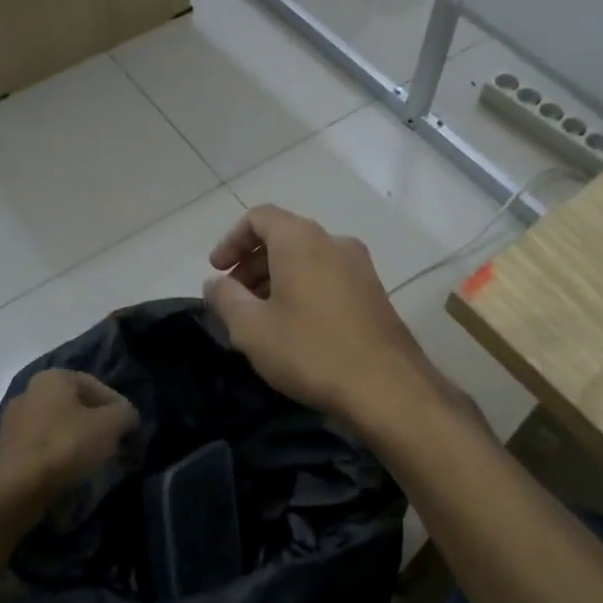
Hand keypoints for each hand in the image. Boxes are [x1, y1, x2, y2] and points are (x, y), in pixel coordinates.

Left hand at [0, 369, 138, 507]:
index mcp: (53, 378)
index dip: (119, 407)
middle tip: (118, 446)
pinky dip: (62, 457)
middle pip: (78, 407)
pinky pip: (45, 448)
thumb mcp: (110, 425)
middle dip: (101, 426)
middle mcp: (30, 392)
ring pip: (62, 428)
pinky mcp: (8, 450)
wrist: (13, 489)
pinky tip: (73, 473)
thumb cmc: (65, 446)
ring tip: (99, 463)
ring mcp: (15, 422)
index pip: (98, 386)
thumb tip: (128, 417)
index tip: (131, 430)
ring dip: (82, 442)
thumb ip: (126, 414)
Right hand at [203, 205, 458, 427]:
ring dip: (278, 279)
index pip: (259, 217)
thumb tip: (215, 282)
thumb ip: (225, 298)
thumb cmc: (310, 350)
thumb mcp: (252, 328)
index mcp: (301, 240)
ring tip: (262, 317)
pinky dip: (304, 289)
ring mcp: (360, 266)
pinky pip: (329, 277)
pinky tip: (296, 327)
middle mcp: (334, 241)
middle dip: (253, 264)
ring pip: (308, 259)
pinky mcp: (375, 292)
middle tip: (234, 299)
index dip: (231, 240)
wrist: (386, 386)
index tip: (217, 271)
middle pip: (284, 237)